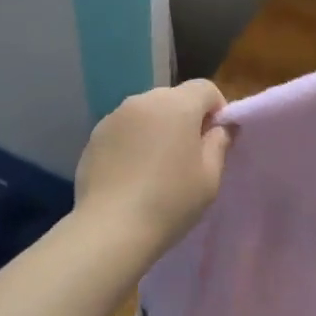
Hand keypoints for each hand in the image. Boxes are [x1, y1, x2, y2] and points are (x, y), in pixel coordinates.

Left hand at [74, 80, 232, 257]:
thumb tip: (221, 128)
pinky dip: (133, 142)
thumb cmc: (170, 201)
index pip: (205, 88)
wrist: (111, 227)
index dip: (217, 109)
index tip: (216, 139)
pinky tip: (133, 173)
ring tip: (158, 166)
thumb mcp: (210, 177)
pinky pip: (124, 129)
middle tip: (189, 155)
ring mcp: (114, 117)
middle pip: (174, 98)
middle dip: (186, 118)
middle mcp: (143, 100)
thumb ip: (219, 143)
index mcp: (176, 105)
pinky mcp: (94, 136)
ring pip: (146, 113)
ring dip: (158, 129)